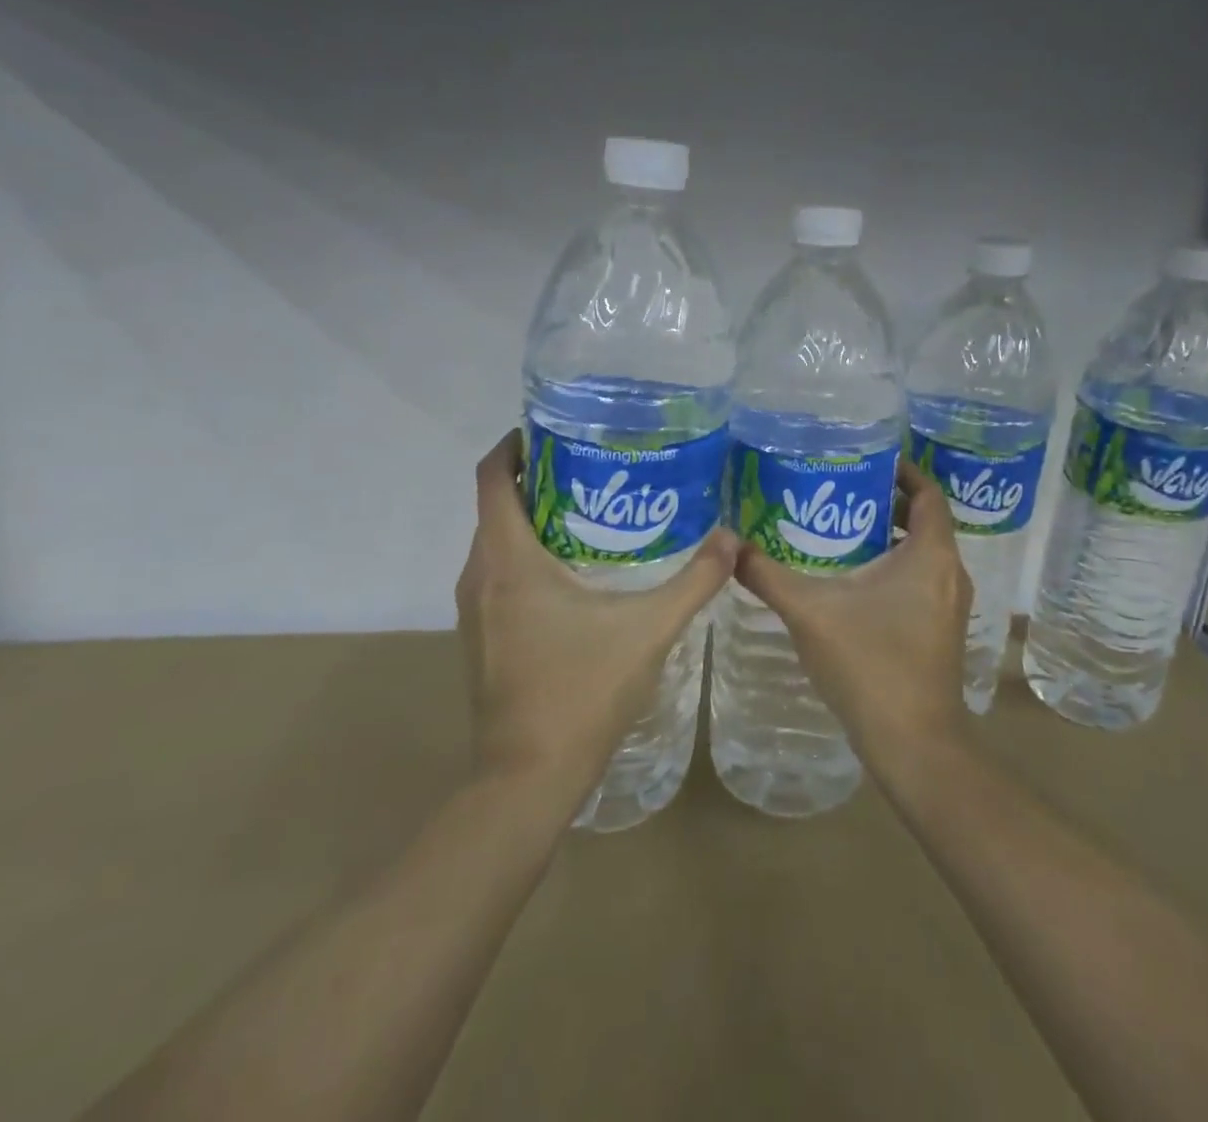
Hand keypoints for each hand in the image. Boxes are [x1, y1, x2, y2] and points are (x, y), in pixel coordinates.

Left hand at [455, 430, 737, 800]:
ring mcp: (475, 609)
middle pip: (496, 505)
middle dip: (536, 477)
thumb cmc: (581, 692)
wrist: (527, 779)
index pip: (492, 478)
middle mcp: (480, 575)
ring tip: (591, 507)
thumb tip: (732, 539)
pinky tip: (575, 570)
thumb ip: (694, 581)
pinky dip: (526, 554)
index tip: (551, 428)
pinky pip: (498, 573)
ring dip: (531, 518)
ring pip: (496, 541)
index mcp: (508, 560)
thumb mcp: (648, 631)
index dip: (514, 445)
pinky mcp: (482, 635)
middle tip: (593, 464)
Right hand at [732, 460, 971, 769]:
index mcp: (931, 555)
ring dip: (887, 535)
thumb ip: (767, 575)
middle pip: (924, 520)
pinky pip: (920, 579)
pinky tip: (851, 578)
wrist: (912, 743)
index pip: (927, 492)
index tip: (865, 458)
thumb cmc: (869, 664)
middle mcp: (949, 573)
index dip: (901, 470)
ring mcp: (948, 604)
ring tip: (838, 527)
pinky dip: (892, 566)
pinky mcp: (940, 629)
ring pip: (921, 552)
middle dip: (885, 501)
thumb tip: (729, 546)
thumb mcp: (810, 612)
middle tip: (838, 489)